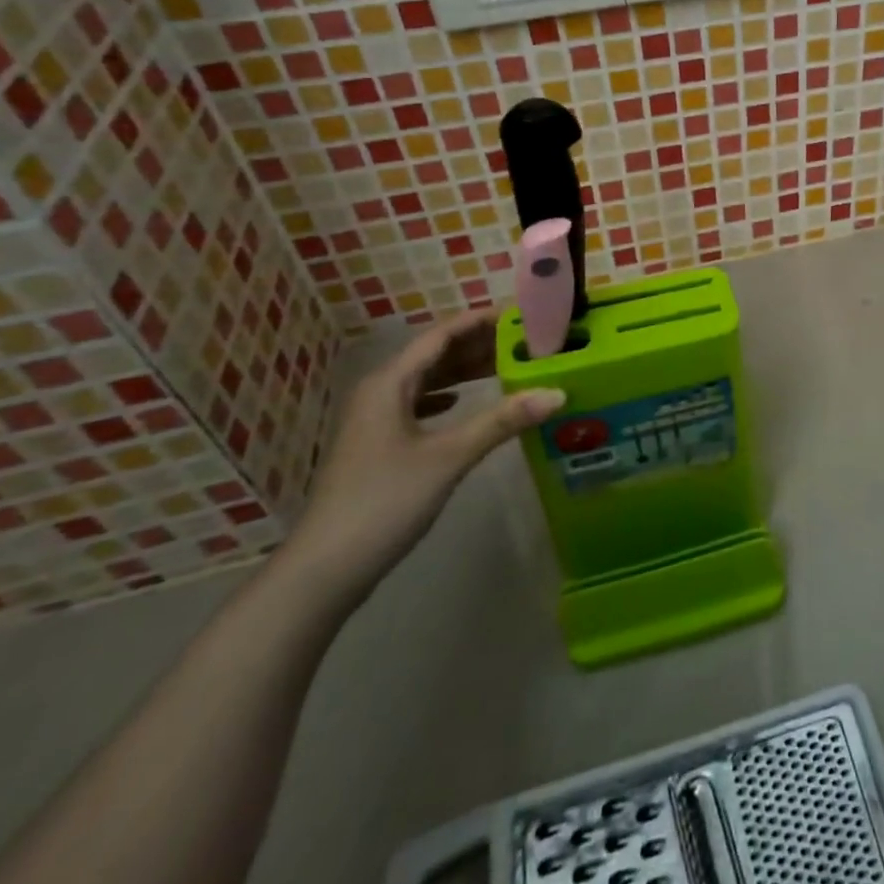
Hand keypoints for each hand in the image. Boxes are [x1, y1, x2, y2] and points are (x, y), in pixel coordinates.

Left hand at [281, 309, 564, 603]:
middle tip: (524, 339)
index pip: (441, 335)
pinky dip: (445, 396)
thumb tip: (557, 392)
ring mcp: (375, 420)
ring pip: (426, 380)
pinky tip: (461, 401)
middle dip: (477, 344)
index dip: (480, 320)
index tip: (520, 314)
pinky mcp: (378, 445)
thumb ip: (503, 421)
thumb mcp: (450, 456)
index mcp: (390, 383)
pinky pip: (418, 404)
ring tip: (506, 364)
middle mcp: (380, 392)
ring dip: (463, 370)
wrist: (325, 569)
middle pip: (434, 354)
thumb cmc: (385, 501)